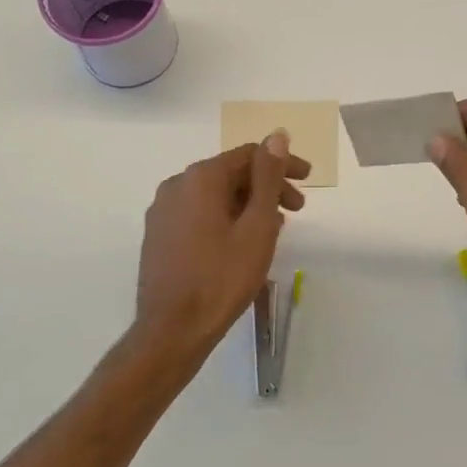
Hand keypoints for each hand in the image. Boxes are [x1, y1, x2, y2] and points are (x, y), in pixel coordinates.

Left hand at [132, 131, 309, 374]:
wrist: (171, 331)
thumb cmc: (222, 277)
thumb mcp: (257, 226)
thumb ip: (268, 177)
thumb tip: (277, 135)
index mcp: (201, 178)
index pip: (249, 155)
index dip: (282, 164)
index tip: (308, 181)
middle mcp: (177, 185)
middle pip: (231, 174)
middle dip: (267, 187)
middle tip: (298, 210)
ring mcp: (163, 211)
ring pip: (215, 195)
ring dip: (248, 205)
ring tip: (274, 229)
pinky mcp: (158, 235)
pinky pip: (199, 213)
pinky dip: (226, 218)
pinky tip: (242, 241)